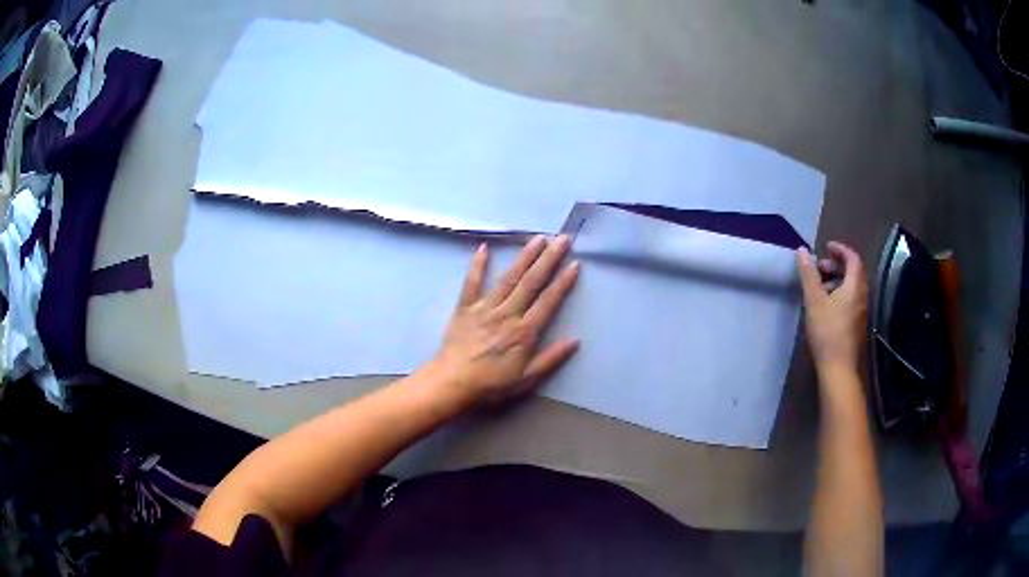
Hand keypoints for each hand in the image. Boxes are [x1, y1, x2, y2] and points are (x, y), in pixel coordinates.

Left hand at [428, 235, 580, 406]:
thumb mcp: (526, 379)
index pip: (548, 301)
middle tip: (562, 239)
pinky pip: (471, 283)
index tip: (575, 264)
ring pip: (508, 278)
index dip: (563, 282)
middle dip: (549, 259)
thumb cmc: (491, 384)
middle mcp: (507, 314)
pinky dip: (477, 265)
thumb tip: (575, 340)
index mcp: (524, 332)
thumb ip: (551, 359)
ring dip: (524, 257)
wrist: (453, 383)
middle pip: (532, 282)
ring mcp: (485, 308)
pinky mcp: (465, 307)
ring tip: (538, 239)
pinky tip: (483, 247)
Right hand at [797, 242, 868, 375]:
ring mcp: (861, 311)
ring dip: (837, 280)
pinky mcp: (858, 325)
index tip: (826, 247)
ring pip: (852, 287)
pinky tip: (826, 306)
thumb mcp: (814, 301)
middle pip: (853, 272)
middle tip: (819, 268)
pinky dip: (840, 294)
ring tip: (819, 288)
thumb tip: (802, 251)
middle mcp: (862, 296)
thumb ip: (808, 275)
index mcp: (855, 286)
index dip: (840, 249)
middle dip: (836, 265)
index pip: (853, 258)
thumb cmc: (827, 332)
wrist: (839, 369)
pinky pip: (851, 300)